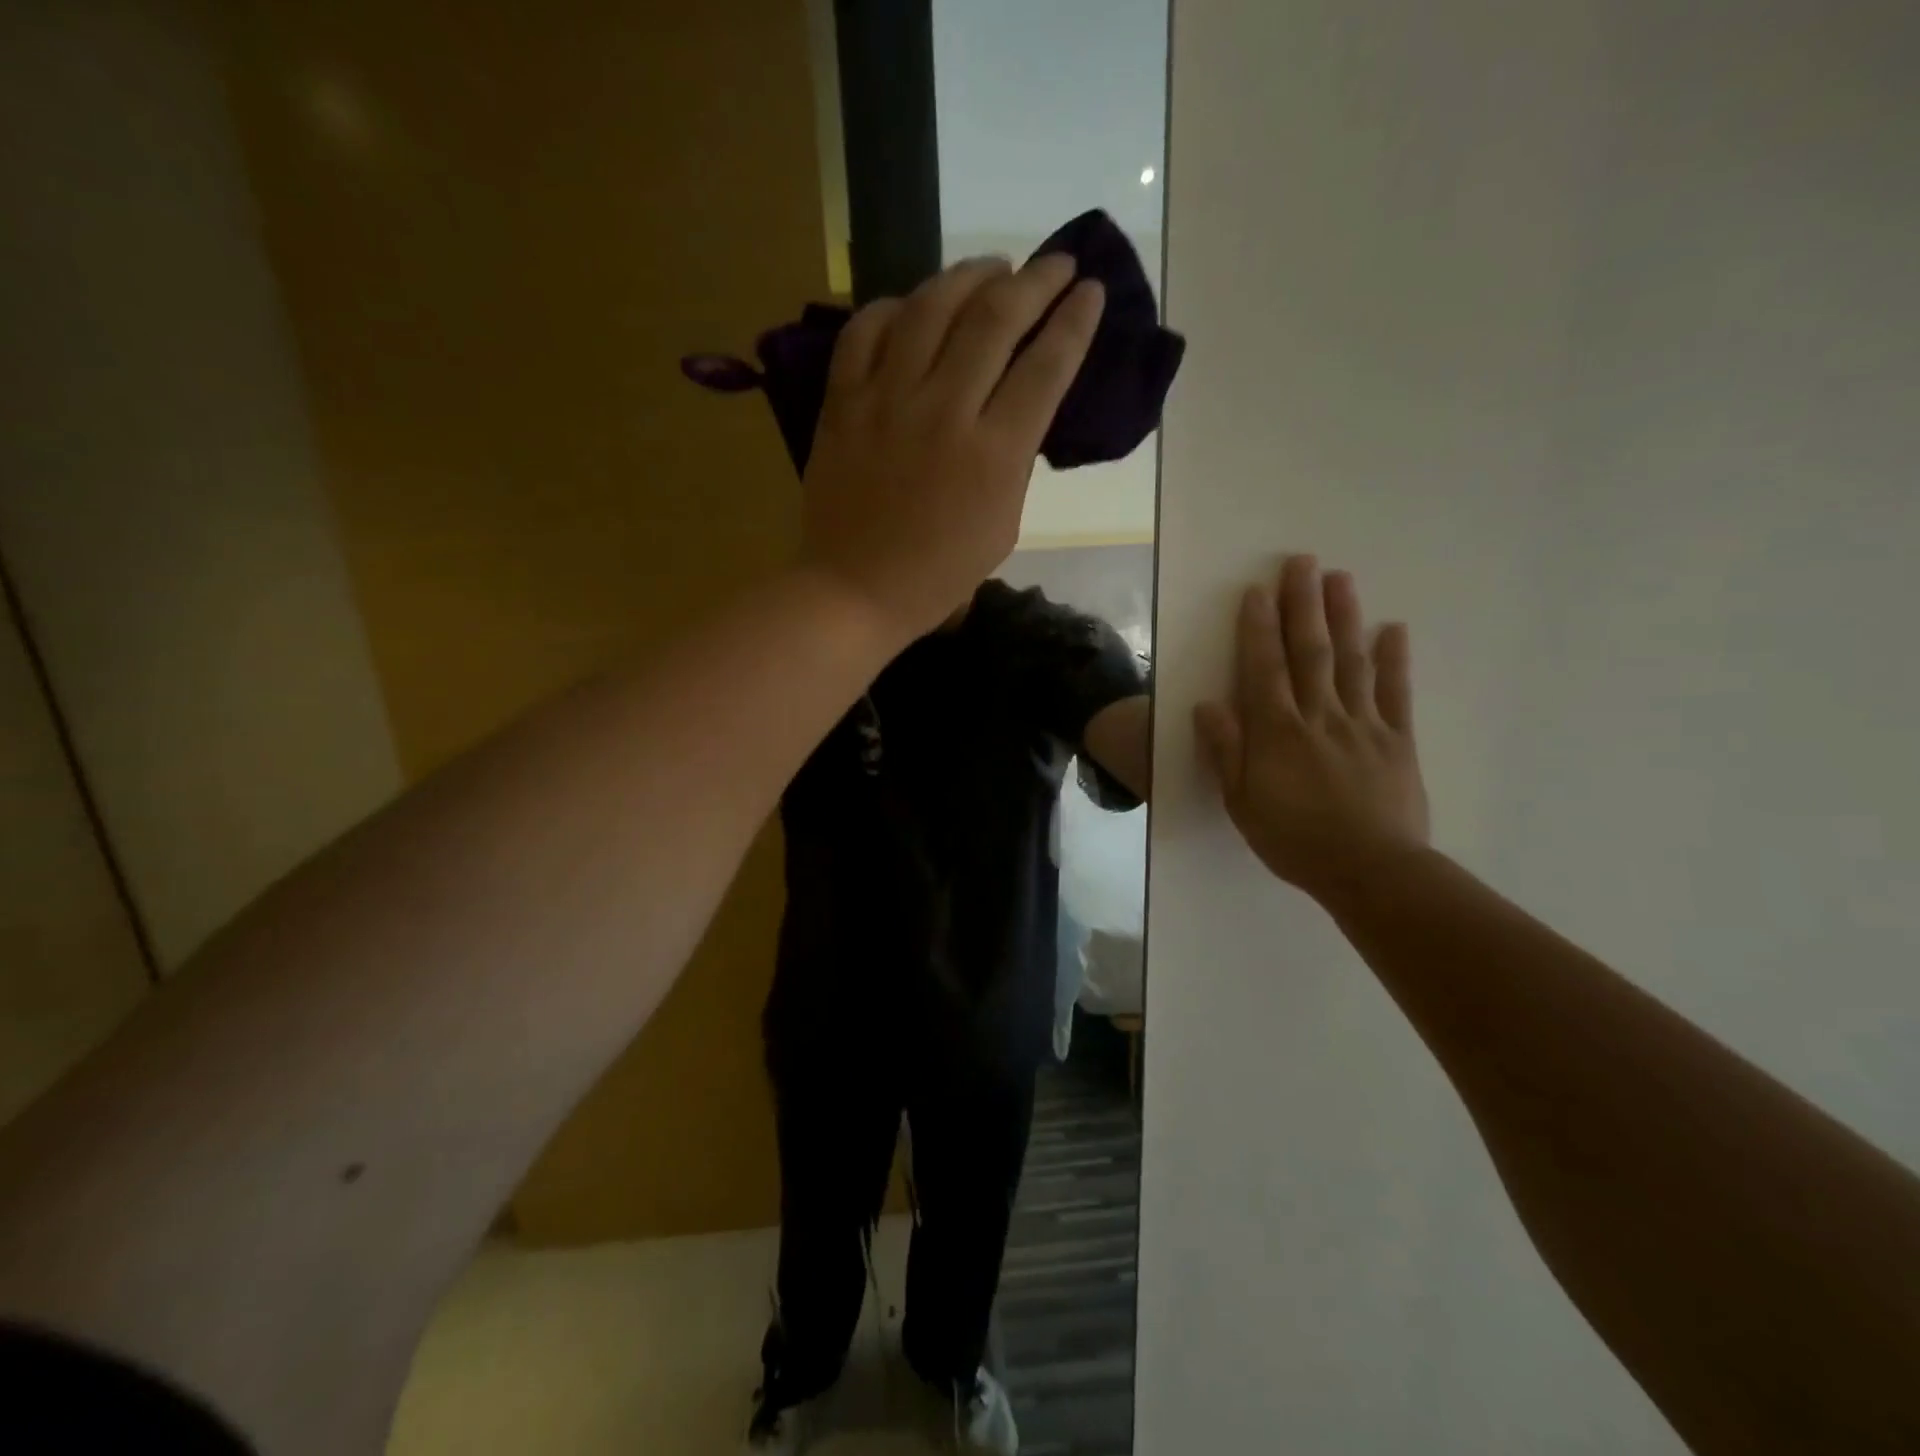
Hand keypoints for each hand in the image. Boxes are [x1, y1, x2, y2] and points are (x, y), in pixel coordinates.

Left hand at [799, 254, 1104, 640]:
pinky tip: (914, 305)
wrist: (856, 590)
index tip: (1091, 292)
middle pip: (996, 319)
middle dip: (1036, 281)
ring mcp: (888, 401)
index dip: (1075, 321)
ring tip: (993, 266)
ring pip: (931, 308)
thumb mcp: (1002, 525)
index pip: (1046, 366)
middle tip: (1056, 264)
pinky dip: (894, 308)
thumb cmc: (938, 575)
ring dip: (969, 275)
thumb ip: (1014, 459)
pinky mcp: (843, 403)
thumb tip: (1016, 405)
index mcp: (994, 454)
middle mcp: (945, 412)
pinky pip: (866, 331)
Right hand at [1194, 555, 1430, 901]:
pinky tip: (1392, 629)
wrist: (1370, 871)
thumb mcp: (1242, 803)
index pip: (1265, 668)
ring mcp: (1362, 725)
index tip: (1257, 591)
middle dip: (1303, 605)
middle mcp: (1319, 716)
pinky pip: (1395, 693)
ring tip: (1340, 578)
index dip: (1259, 628)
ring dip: (1344, 617)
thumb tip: (1208, 705)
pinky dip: (1394, 660)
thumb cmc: (1295, 840)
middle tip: (1302, 562)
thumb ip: (1227, 752)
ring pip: (1351, 662)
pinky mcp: (1397, 740)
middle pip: (1309, 652)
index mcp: (1277, 732)